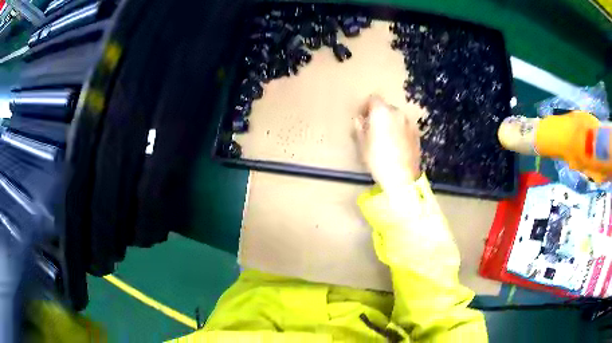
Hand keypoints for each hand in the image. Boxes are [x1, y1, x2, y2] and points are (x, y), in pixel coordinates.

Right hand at [354, 95, 422, 188]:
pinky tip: (396, 145)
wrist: (402, 177)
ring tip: (385, 138)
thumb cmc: (378, 160)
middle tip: (373, 129)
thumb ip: (360, 128)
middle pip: (386, 108)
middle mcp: (397, 113)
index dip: (366, 106)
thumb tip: (359, 120)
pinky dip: (399, 131)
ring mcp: (409, 123)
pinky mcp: (417, 134)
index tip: (362, 117)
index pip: (373, 99)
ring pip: (396, 117)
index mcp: (382, 112)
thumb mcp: (362, 145)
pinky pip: (404, 127)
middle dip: (379, 115)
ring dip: (390, 123)